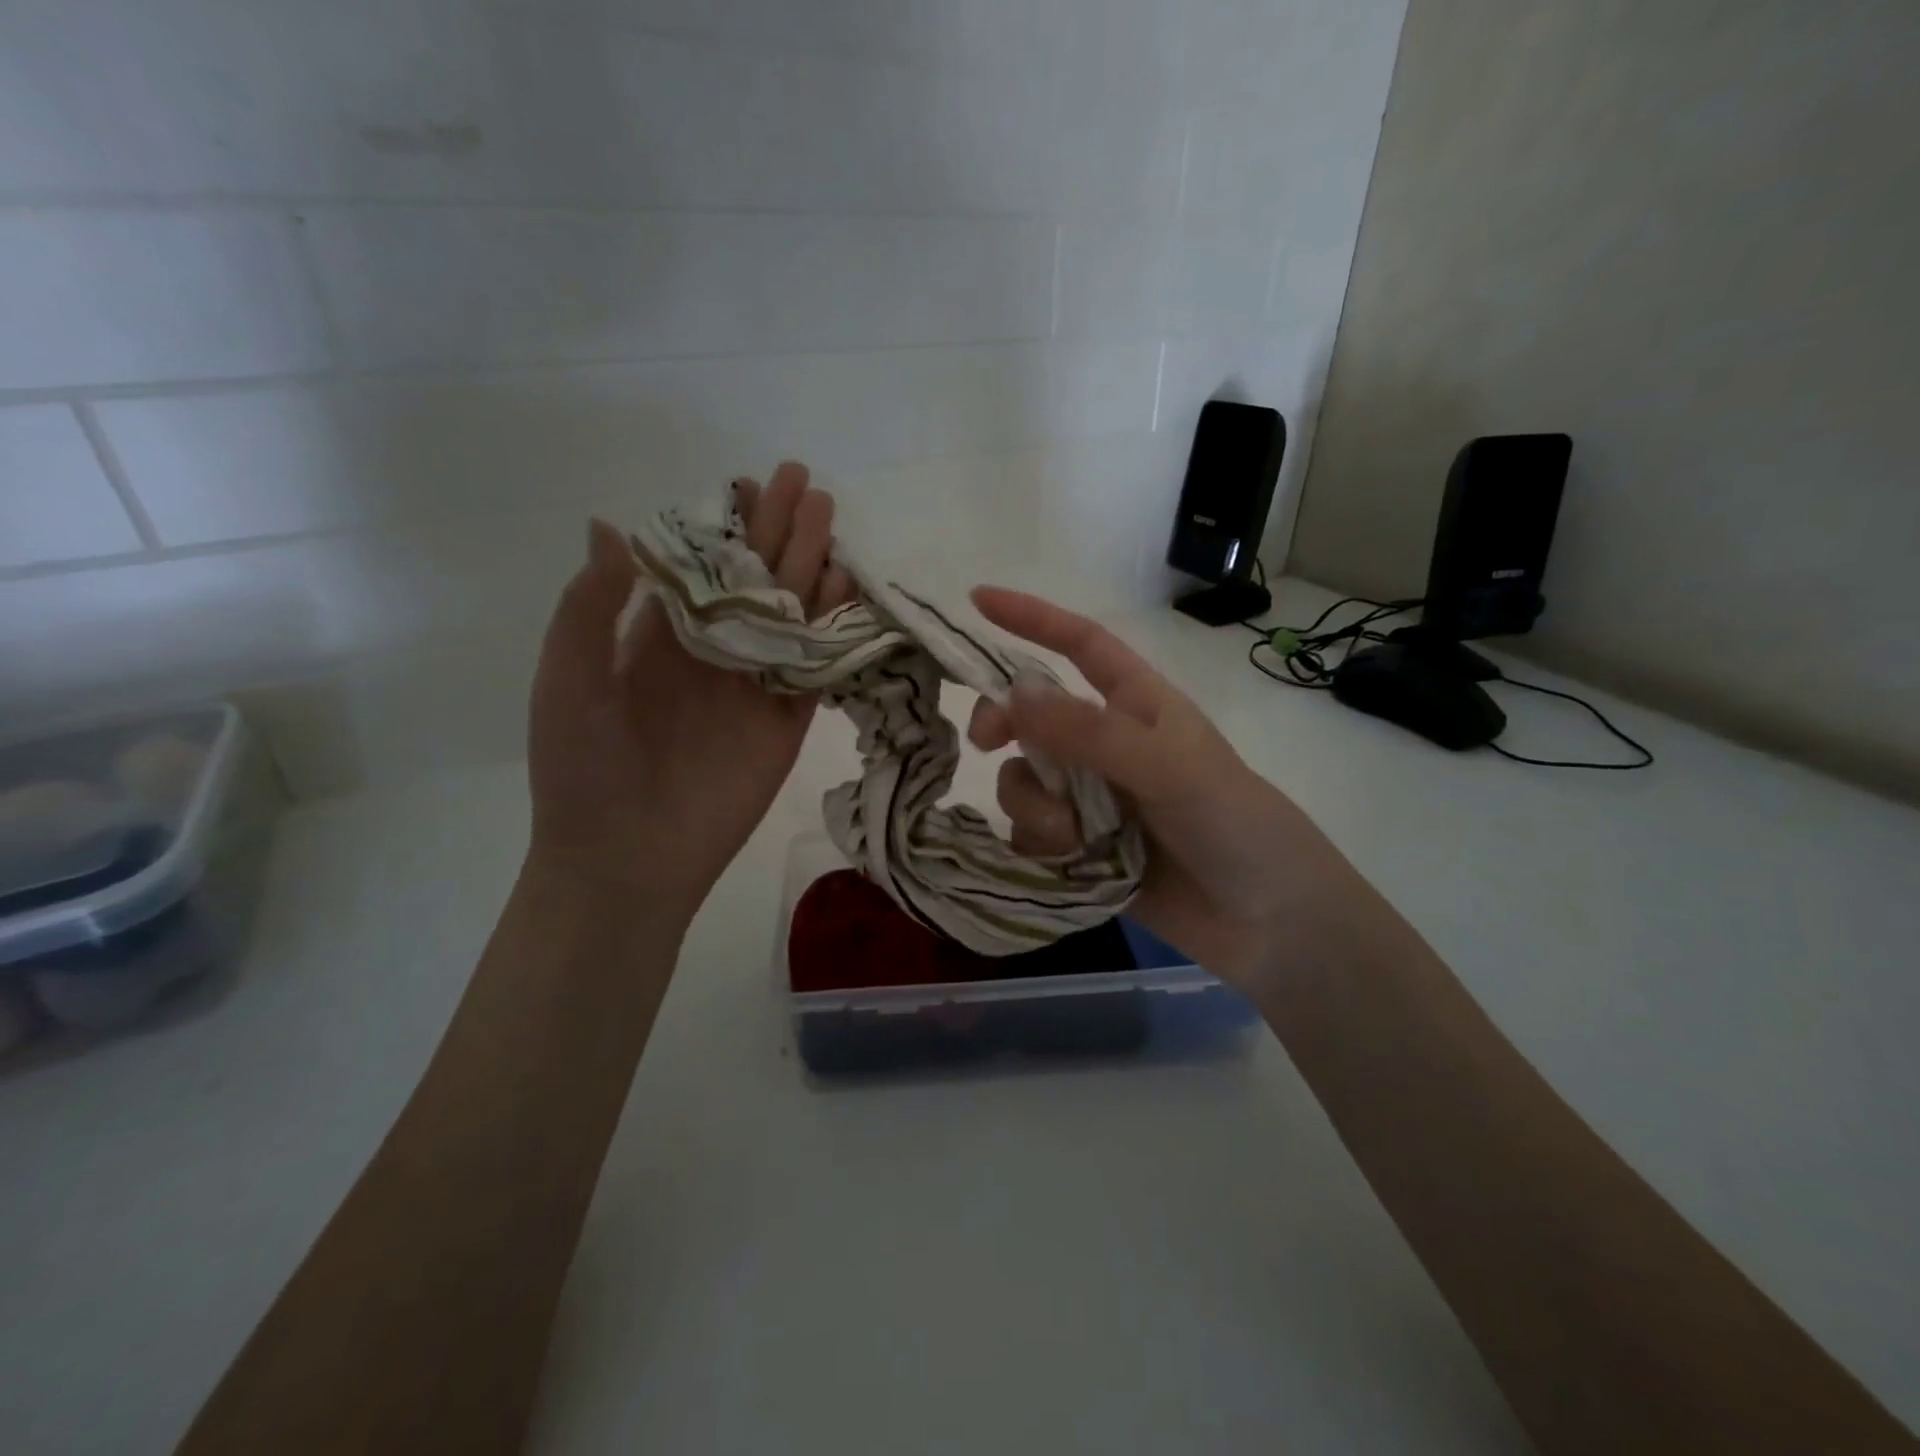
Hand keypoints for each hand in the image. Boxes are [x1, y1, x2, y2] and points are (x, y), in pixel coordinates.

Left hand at [527, 463, 854, 917]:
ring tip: (830, 522)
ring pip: (789, 614)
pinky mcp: (786, 721)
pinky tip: (847, 588)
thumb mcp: (568, 679)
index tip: (747, 482)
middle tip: (805, 483)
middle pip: (753, 579)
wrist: (628, 858)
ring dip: (810, 568)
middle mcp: (711, 651)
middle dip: (778, 531)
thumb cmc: (584, 769)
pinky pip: (814, 665)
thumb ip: (590, 607)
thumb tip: (608, 524)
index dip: (724, 524)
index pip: (699, 565)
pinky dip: (832, 627)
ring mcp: (752, 685)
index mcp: (656, 637)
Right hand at [967, 588, 1367, 991]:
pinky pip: (1030, 835)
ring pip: (1026, 781)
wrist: (1268, 922)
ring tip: (1074, 837)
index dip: (1031, 619)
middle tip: (984, 744)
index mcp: (1137, 705)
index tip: (977, 600)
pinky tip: (1073, 864)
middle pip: (1031, 716)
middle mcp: (1106, 746)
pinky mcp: (1081, 850)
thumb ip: (1090, 733)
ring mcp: (1091, 799)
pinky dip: (1040, 846)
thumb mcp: (1170, 768)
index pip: (1079, 645)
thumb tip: (1014, 694)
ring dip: (1034, 806)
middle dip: (1004, 724)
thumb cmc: (1235, 824)